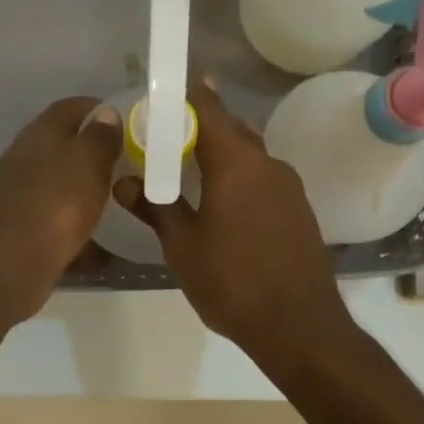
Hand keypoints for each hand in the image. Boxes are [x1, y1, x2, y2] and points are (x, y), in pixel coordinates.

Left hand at [0, 97, 121, 325]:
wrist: (5, 266)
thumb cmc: (54, 205)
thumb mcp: (87, 163)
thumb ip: (99, 137)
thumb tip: (104, 113)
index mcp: (40, 135)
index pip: (69, 108)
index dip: (97, 109)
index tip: (124, 120)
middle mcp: (23, 160)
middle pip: (60, 148)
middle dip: (91, 154)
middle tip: (125, 165)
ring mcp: (17, 197)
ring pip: (57, 187)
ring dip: (82, 193)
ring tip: (115, 204)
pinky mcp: (17, 232)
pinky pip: (54, 224)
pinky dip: (75, 230)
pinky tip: (96, 246)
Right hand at [114, 81, 352, 361]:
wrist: (298, 325)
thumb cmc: (232, 282)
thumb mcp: (183, 247)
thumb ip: (155, 208)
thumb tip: (123, 182)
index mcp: (235, 163)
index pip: (209, 109)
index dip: (186, 98)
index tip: (163, 97)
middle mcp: (267, 164)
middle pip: (232, 130)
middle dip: (201, 128)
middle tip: (169, 138)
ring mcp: (290, 187)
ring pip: (250, 156)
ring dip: (223, 156)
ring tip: (192, 172)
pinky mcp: (300, 210)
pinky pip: (264, 180)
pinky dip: (242, 179)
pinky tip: (225, 204)